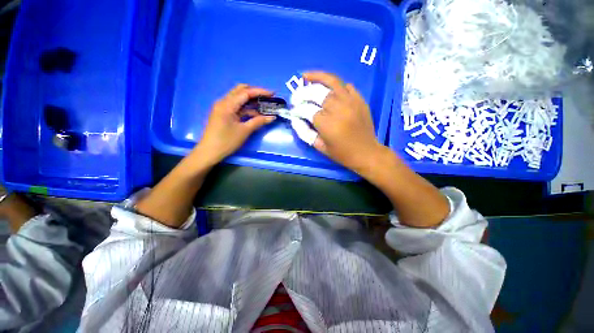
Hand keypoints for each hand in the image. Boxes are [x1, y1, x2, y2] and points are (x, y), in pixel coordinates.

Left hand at [192, 84, 275, 166]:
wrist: (210, 152)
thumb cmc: (226, 141)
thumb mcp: (244, 131)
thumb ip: (258, 122)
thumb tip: (272, 117)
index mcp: (227, 104)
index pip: (245, 92)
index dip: (260, 92)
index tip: (273, 93)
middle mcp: (223, 102)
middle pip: (240, 91)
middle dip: (255, 93)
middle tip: (267, 98)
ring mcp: (223, 108)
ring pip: (239, 99)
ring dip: (251, 101)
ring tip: (264, 106)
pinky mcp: (223, 114)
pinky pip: (237, 107)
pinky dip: (246, 109)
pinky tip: (255, 114)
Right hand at [303, 71, 385, 172]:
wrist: (366, 153)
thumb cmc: (341, 153)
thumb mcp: (320, 147)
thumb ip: (305, 132)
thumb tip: (295, 119)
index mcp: (327, 124)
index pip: (306, 109)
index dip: (297, 109)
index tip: (294, 111)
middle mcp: (338, 109)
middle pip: (316, 93)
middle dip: (302, 93)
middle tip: (296, 97)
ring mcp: (350, 102)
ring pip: (332, 82)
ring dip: (317, 77)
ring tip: (306, 76)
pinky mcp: (359, 100)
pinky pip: (346, 86)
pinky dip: (335, 85)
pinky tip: (328, 88)